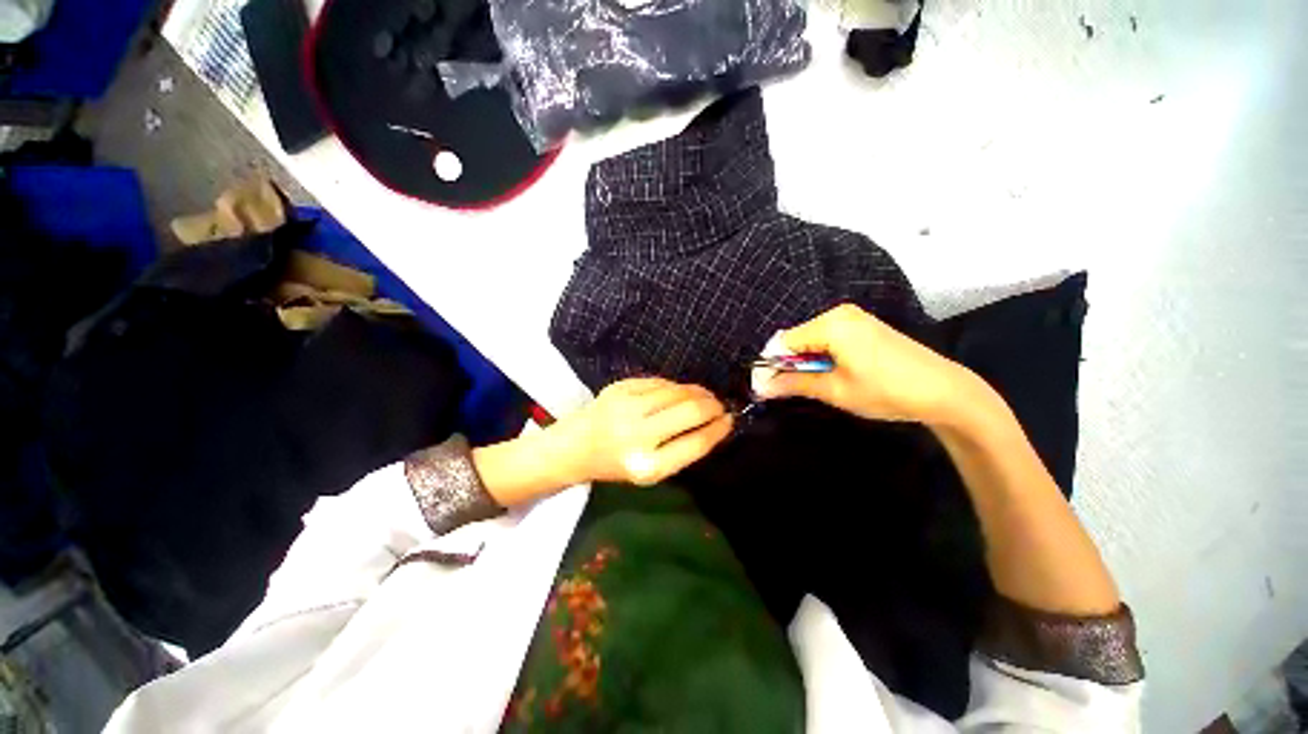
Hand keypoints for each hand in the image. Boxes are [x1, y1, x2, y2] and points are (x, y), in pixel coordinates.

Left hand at [558, 378, 733, 485]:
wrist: (575, 446)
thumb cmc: (617, 464)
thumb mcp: (652, 471)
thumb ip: (683, 450)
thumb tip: (716, 423)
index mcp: (646, 466)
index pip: (696, 443)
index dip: (719, 430)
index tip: (730, 421)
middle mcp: (636, 435)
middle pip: (690, 411)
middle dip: (713, 405)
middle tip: (720, 405)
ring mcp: (625, 406)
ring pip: (677, 391)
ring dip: (698, 392)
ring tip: (704, 397)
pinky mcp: (619, 387)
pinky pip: (660, 382)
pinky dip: (676, 387)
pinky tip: (680, 392)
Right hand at [755, 304, 972, 424]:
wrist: (944, 391)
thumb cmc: (886, 391)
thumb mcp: (835, 390)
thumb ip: (794, 384)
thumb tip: (761, 387)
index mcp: (830, 325)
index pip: (784, 342)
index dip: (772, 365)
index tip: (767, 388)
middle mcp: (839, 313)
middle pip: (796, 339)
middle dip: (789, 364)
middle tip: (791, 390)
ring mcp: (853, 317)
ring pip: (811, 339)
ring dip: (805, 362)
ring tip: (816, 384)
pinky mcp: (862, 325)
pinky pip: (827, 338)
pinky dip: (821, 356)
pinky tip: (833, 372)